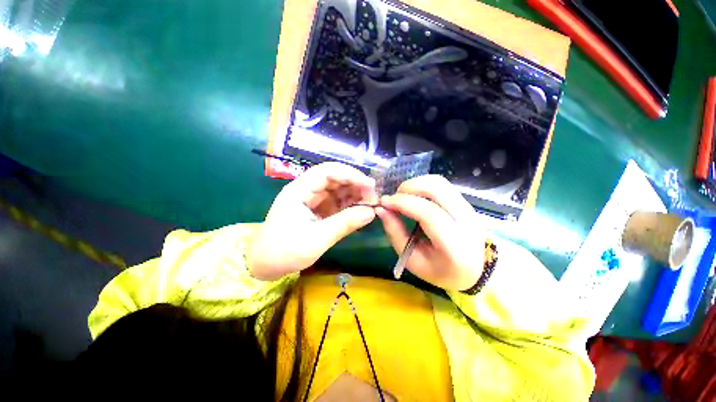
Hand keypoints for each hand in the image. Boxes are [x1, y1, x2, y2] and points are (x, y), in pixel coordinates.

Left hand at [247, 162, 377, 280]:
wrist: (265, 264)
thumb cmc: (285, 251)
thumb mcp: (317, 239)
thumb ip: (345, 224)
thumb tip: (372, 212)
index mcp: (299, 190)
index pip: (327, 172)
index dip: (350, 174)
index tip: (370, 185)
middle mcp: (307, 190)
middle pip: (335, 178)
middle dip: (355, 184)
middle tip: (374, 197)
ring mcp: (313, 199)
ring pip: (338, 189)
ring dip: (355, 193)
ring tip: (371, 203)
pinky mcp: (318, 209)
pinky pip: (337, 201)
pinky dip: (350, 204)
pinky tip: (361, 209)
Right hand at [377, 175, 484, 290]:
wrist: (475, 270)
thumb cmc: (441, 270)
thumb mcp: (413, 260)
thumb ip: (396, 233)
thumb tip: (381, 210)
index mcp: (454, 245)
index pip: (428, 213)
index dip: (403, 203)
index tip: (384, 202)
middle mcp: (466, 221)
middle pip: (436, 188)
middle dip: (409, 187)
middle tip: (394, 199)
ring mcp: (468, 208)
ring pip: (439, 182)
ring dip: (415, 184)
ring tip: (403, 198)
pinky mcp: (466, 202)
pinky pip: (442, 185)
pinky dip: (423, 186)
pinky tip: (415, 197)